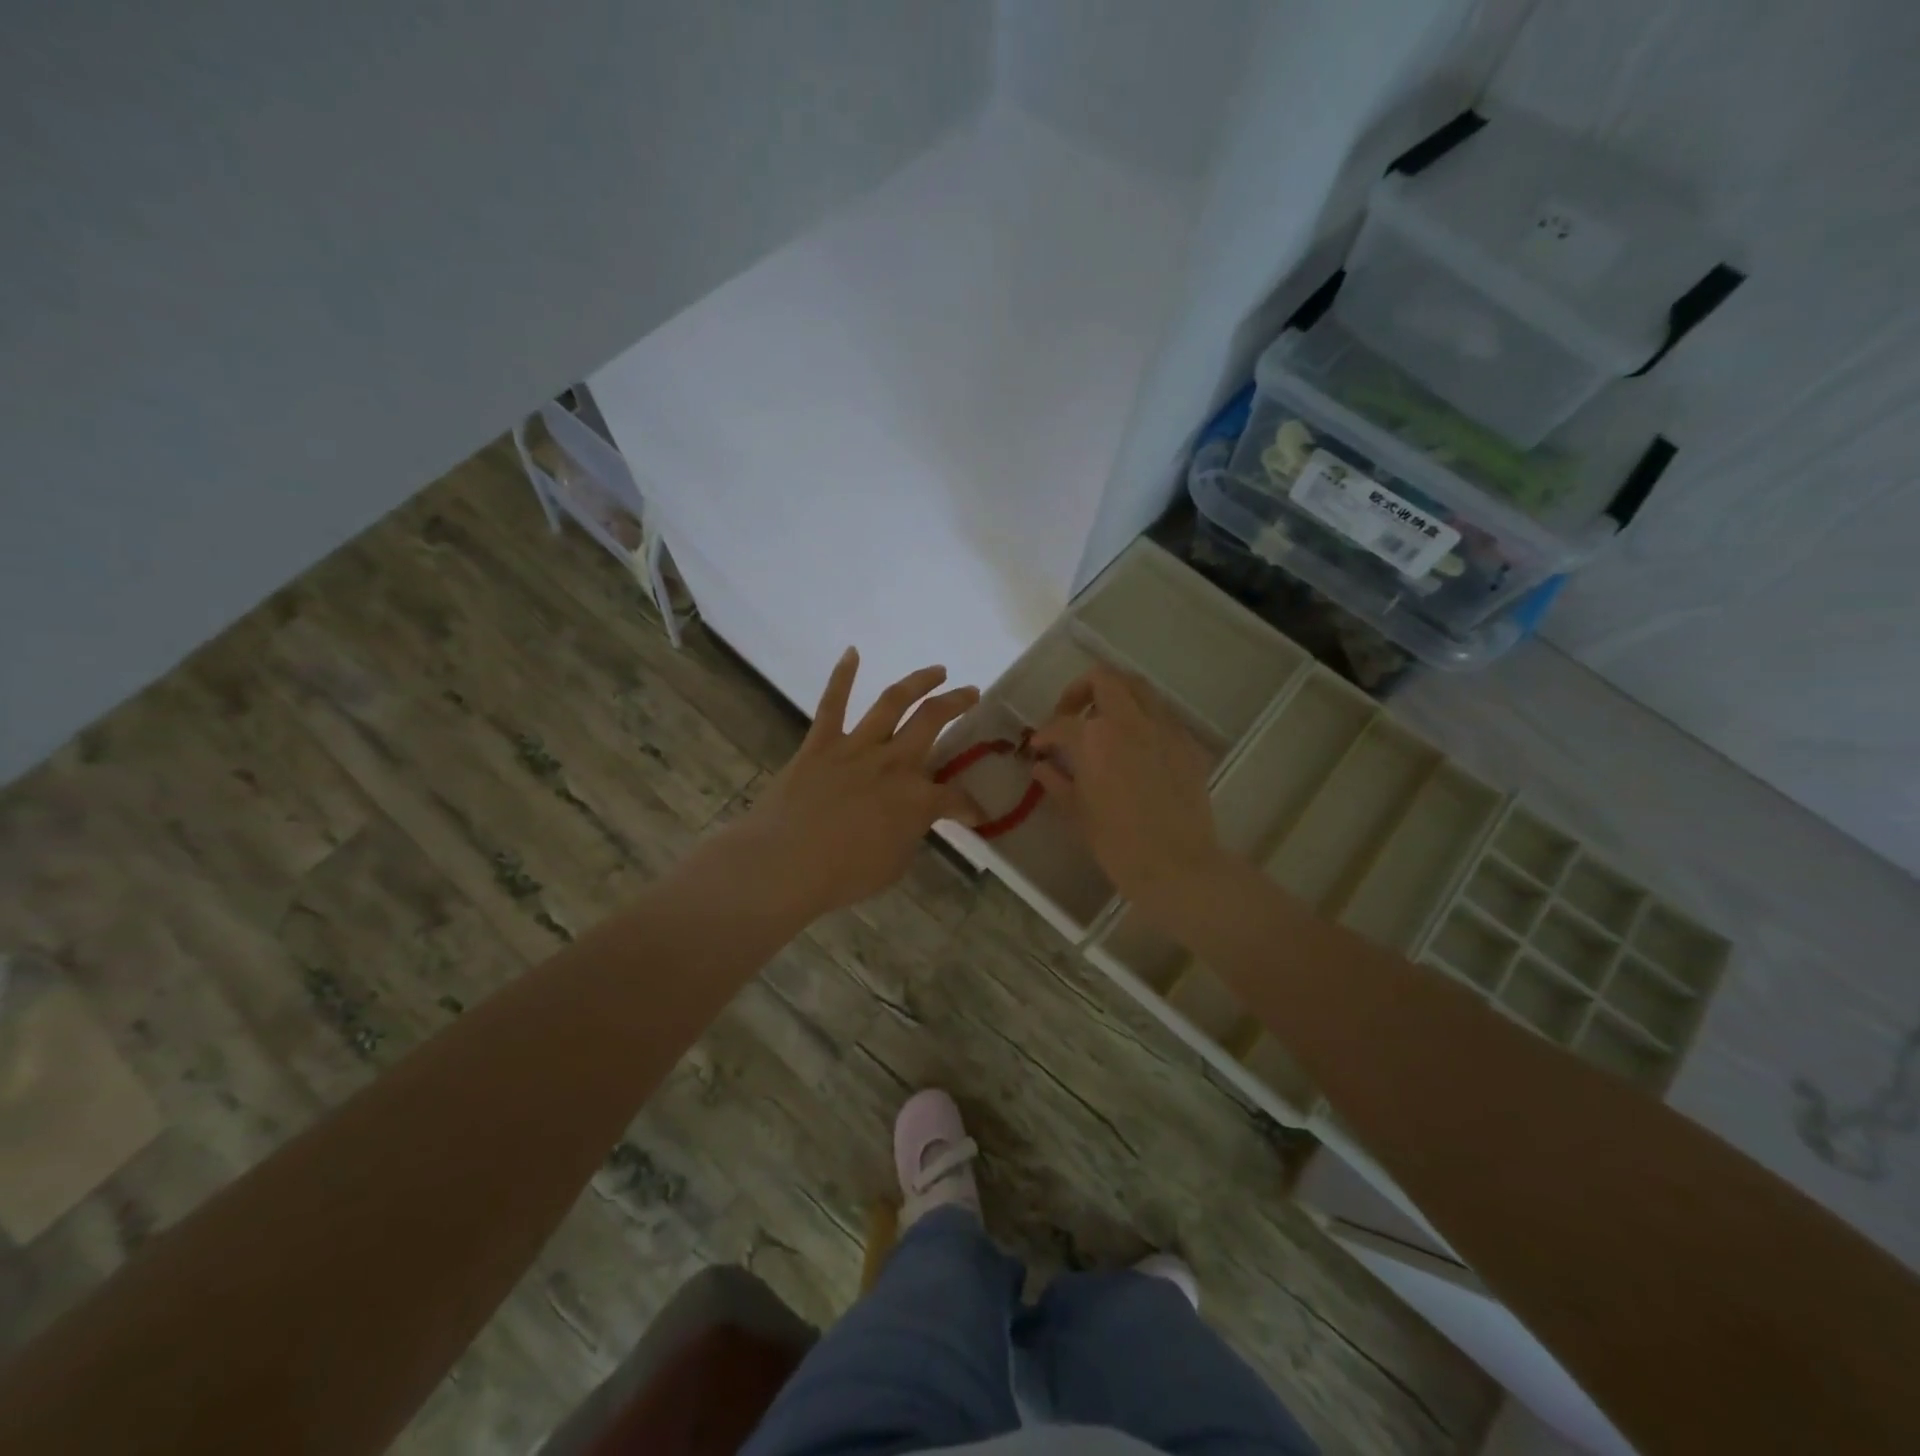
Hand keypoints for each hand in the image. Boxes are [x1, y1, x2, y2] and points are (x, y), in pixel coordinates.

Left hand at [735, 649, 980, 917]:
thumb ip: (909, 835)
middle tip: (972, 692)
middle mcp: (893, 763)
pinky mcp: (820, 744)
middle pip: (933, 722)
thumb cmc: (842, 874)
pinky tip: (851, 652)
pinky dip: (841, 676)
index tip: (976, 813)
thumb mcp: (894, 864)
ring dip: (918, 681)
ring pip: (892, 702)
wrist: (784, 864)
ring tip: (937, 670)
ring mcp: (856, 748)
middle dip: (957, 703)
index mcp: (917, 799)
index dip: (971, 806)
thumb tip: (911, 821)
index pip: (957, 798)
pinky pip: (832, 704)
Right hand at [1029, 664, 1225, 918]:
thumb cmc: (1117, 844)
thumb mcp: (1077, 813)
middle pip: (1104, 679)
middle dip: (1081, 690)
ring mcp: (1164, 728)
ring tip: (1105, 723)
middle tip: (1071, 714)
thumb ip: (1057, 782)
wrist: (1177, 865)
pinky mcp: (1188, 743)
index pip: (1062, 722)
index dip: (1045, 733)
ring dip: (1116, 696)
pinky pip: (1162, 716)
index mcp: (1095, 738)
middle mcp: (1130, 720)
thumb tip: (1042, 767)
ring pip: (1139, 688)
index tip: (1039, 746)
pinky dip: (1143, 719)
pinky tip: (1136, 747)